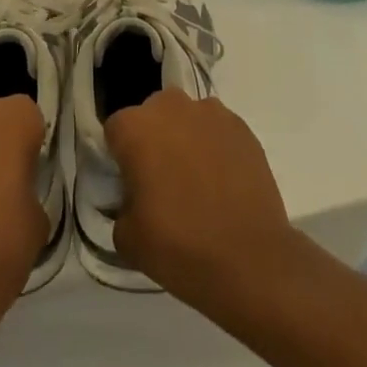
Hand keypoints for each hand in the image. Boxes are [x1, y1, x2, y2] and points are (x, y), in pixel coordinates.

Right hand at [104, 91, 300, 305]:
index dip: (121, 158)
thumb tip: (134, 199)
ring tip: (197, 182)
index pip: (115, 131)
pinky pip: (217, 131)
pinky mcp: (242, 127)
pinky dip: (215, 148)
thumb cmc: (180, 245)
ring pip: (187, 119)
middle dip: (153, 140)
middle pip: (152, 116)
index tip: (131, 185)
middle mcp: (171, 107)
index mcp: (135, 127)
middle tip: (162, 182)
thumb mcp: (127, 238)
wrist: (251, 259)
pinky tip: (223, 183)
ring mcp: (211, 113)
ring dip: (186, 140)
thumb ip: (121, 206)